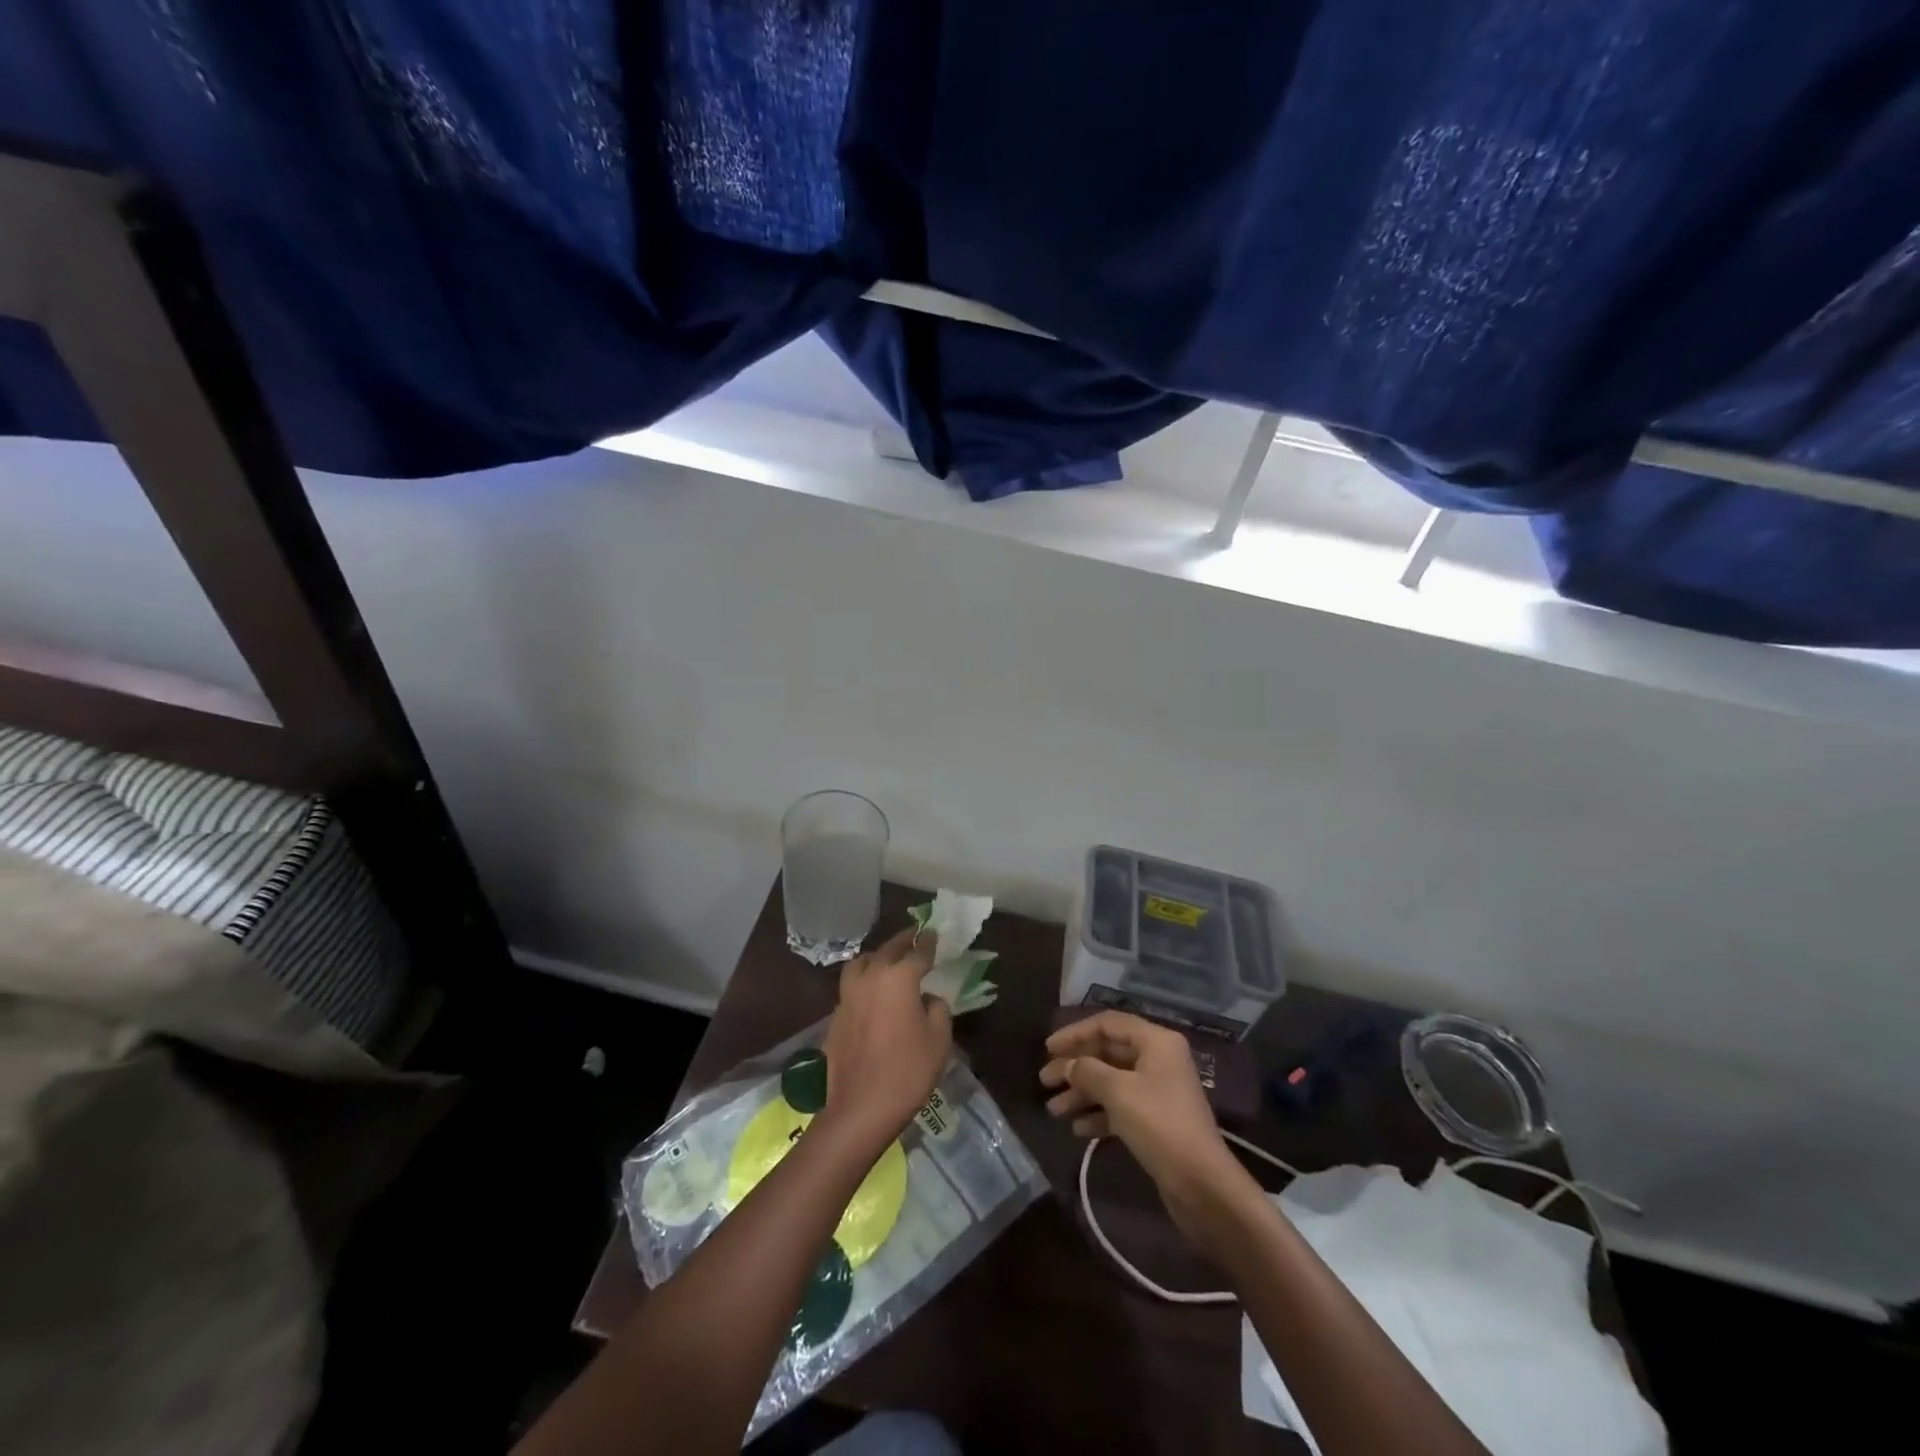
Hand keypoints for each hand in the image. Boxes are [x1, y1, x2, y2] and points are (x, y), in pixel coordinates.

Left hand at [820, 926, 952, 1152]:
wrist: (861, 1108)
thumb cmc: (908, 1071)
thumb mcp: (939, 1039)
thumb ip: (937, 1008)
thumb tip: (926, 997)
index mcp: (899, 977)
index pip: (918, 952)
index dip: (928, 942)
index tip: (934, 933)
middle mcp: (870, 977)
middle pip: (887, 950)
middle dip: (903, 942)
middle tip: (914, 938)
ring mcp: (848, 995)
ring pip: (861, 963)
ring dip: (877, 957)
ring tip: (887, 961)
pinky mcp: (836, 1016)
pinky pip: (851, 986)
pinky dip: (863, 981)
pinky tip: (871, 994)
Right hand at [1040, 1011, 1249, 1242]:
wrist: (1201, 1184)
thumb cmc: (1159, 1124)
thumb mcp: (1118, 1092)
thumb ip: (1087, 1071)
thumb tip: (1068, 1065)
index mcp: (1156, 1042)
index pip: (1108, 1024)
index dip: (1075, 1033)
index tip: (1048, 1048)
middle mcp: (1158, 1060)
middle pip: (1107, 1052)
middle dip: (1075, 1066)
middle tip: (1044, 1080)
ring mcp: (1158, 1091)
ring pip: (1111, 1082)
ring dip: (1082, 1093)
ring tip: (1053, 1109)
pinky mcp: (1155, 1120)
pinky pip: (1120, 1107)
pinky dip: (1098, 1114)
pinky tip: (1077, 1129)